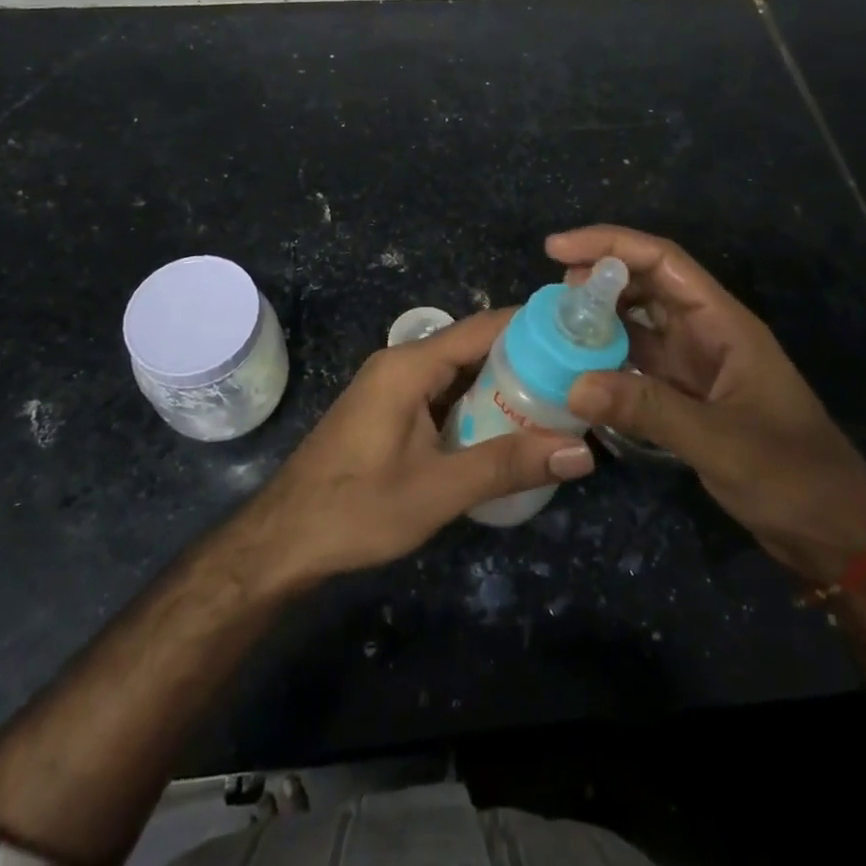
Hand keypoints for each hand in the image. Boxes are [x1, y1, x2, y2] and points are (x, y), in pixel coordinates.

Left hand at [230, 309, 595, 592]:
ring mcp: (392, 387)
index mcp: (410, 365)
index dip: (531, 326)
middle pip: (472, 347)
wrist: (283, 540)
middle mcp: (402, 363)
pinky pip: (442, 393)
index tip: (578, 334)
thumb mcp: (439, 490)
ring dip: (500, 384)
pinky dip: (475, 404)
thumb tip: (582, 453)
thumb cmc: (358, 508)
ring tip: (555, 399)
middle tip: (577, 376)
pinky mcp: (388, 410)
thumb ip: (508, 465)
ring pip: (458, 372)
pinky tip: (505, 427)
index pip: (482, 327)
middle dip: (523, 358)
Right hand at [550, 225, 865, 582]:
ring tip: (555, 327)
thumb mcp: (719, 441)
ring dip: (599, 319)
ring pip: (639, 323)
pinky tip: (578, 369)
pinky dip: (608, 360)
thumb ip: (648, 410)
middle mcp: (707, 332)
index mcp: (724, 322)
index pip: (662, 261)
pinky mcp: (688, 395)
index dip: (610, 245)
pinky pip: (639, 363)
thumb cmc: (791, 475)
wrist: (834, 530)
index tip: (558, 250)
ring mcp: (696, 364)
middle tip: (552, 296)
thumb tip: (573, 385)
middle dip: (598, 279)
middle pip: (646, 284)